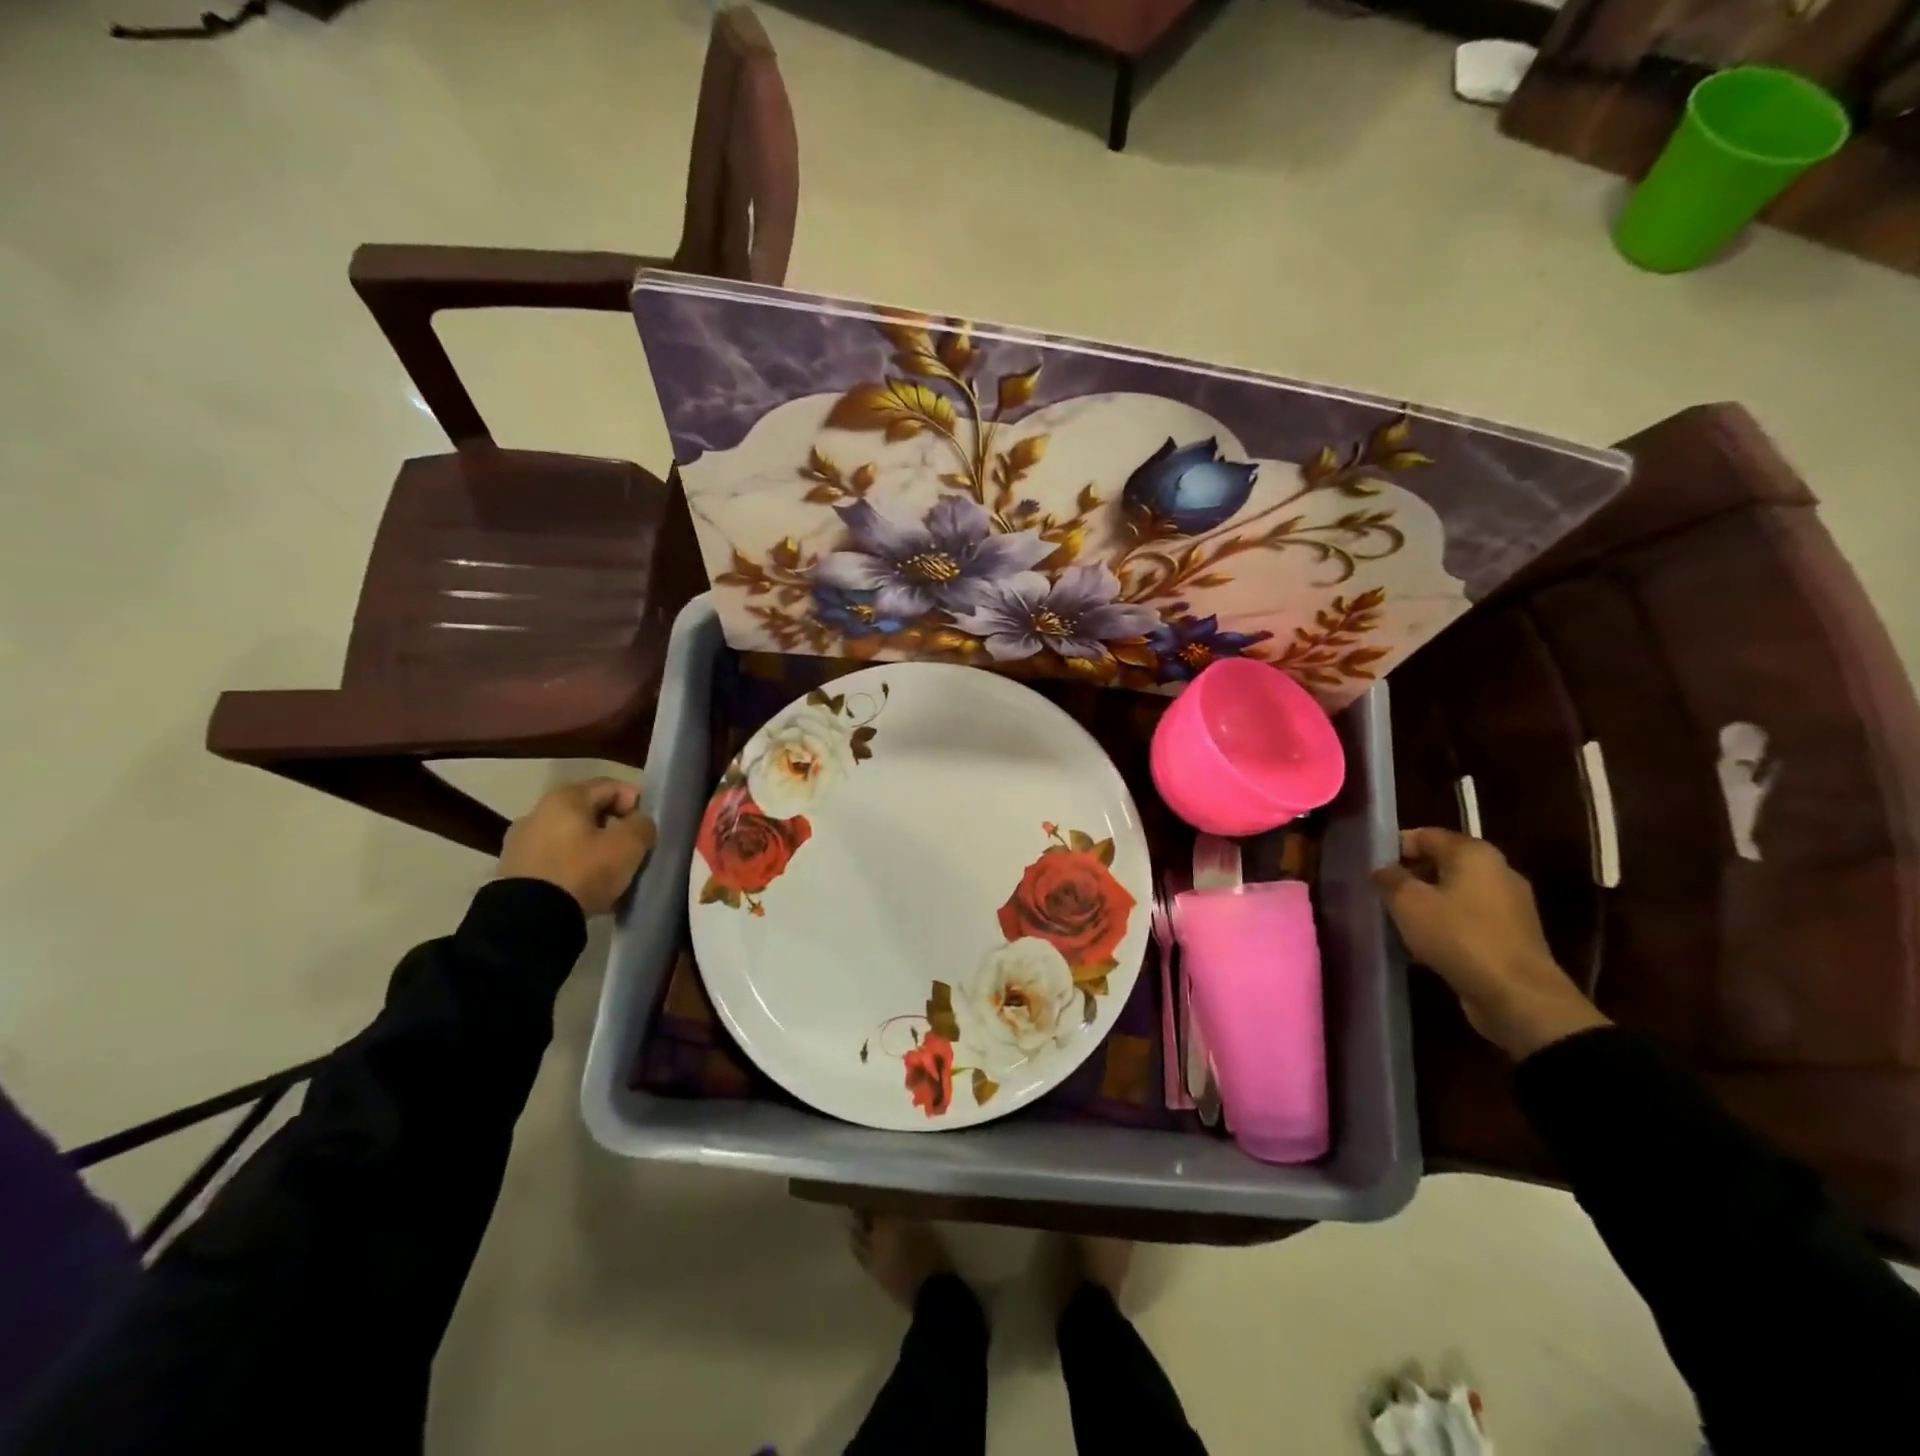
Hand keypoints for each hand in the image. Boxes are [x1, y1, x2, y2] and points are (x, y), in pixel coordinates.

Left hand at [496, 778, 656, 915]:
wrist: (530, 920)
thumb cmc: (584, 870)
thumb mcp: (629, 845)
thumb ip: (642, 825)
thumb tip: (638, 823)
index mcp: (565, 797)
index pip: (611, 786)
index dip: (636, 802)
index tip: (648, 827)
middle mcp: (537, 812)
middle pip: (589, 812)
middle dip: (615, 828)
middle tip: (634, 850)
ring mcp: (521, 843)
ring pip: (571, 839)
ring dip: (594, 850)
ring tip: (611, 874)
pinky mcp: (513, 872)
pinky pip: (555, 861)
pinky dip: (574, 868)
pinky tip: (587, 888)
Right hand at [1373, 827, 1608, 1058]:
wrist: (1518, 996)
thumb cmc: (1459, 936)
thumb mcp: (1408, 903)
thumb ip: (1390, 878)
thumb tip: (1383, 869)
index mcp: (1474, 853)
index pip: (1425, 835)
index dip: (1394, 846)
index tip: (1370, 867)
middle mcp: (1497, 870)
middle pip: (1442, 862)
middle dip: (1410, 875)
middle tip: (1381, 893)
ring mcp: (1509, 904)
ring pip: (1455, 892)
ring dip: (1426, 902)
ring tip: (1398, 920)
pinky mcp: (1512, 935)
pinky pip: (1469, 918)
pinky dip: (1446, 924)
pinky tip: (1425, 944)